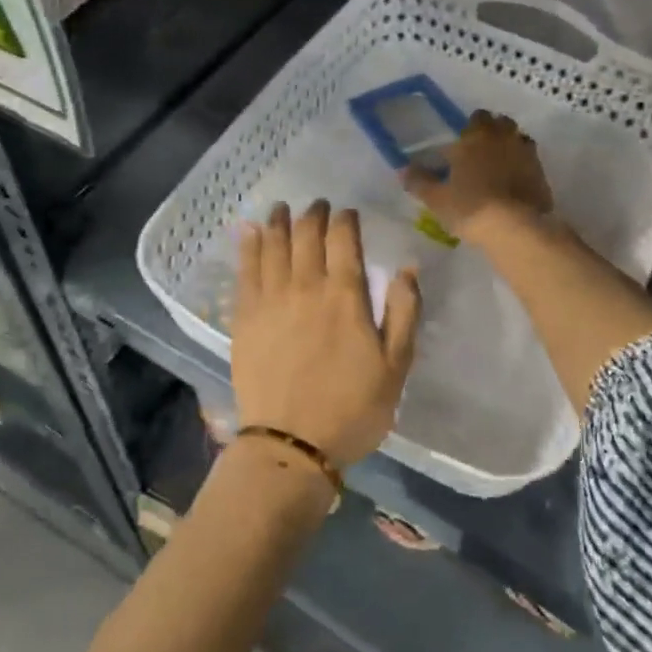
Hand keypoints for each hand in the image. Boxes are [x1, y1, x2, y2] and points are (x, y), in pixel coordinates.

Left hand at [231, 201, 421, 468]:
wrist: (291, 445)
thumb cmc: (352, 408)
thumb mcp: (396, 366)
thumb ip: (405, 312)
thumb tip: (408, 266)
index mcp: (345, 295)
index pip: (344, 239)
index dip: (346, 219)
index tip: (348, 213)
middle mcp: (305, 285)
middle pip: (306, 233)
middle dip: (314, 213)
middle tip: (318, 206)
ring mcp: (270, 299)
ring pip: (273, 244)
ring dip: (279, 220)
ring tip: (282, 208)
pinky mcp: (244, 316)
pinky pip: (245, 269)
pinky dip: (248, 244)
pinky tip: (249, 230)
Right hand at [404, 111, 552, 241]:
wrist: (515, 227)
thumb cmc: (469, 207)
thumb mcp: (436, 198)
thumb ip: (419, 181)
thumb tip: (403, 169)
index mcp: (476, 137)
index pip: (476, 117)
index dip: (471, 127)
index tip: (463, 141)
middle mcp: (503, 138)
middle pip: (502, 123)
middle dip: (493, 131)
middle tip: (481, 151)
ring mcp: (527, 154)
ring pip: (519, 139)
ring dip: (510, 146)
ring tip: (499, 166)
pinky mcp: (542, 174)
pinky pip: (531, 161)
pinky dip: (523, 167)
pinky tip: (515, 183)